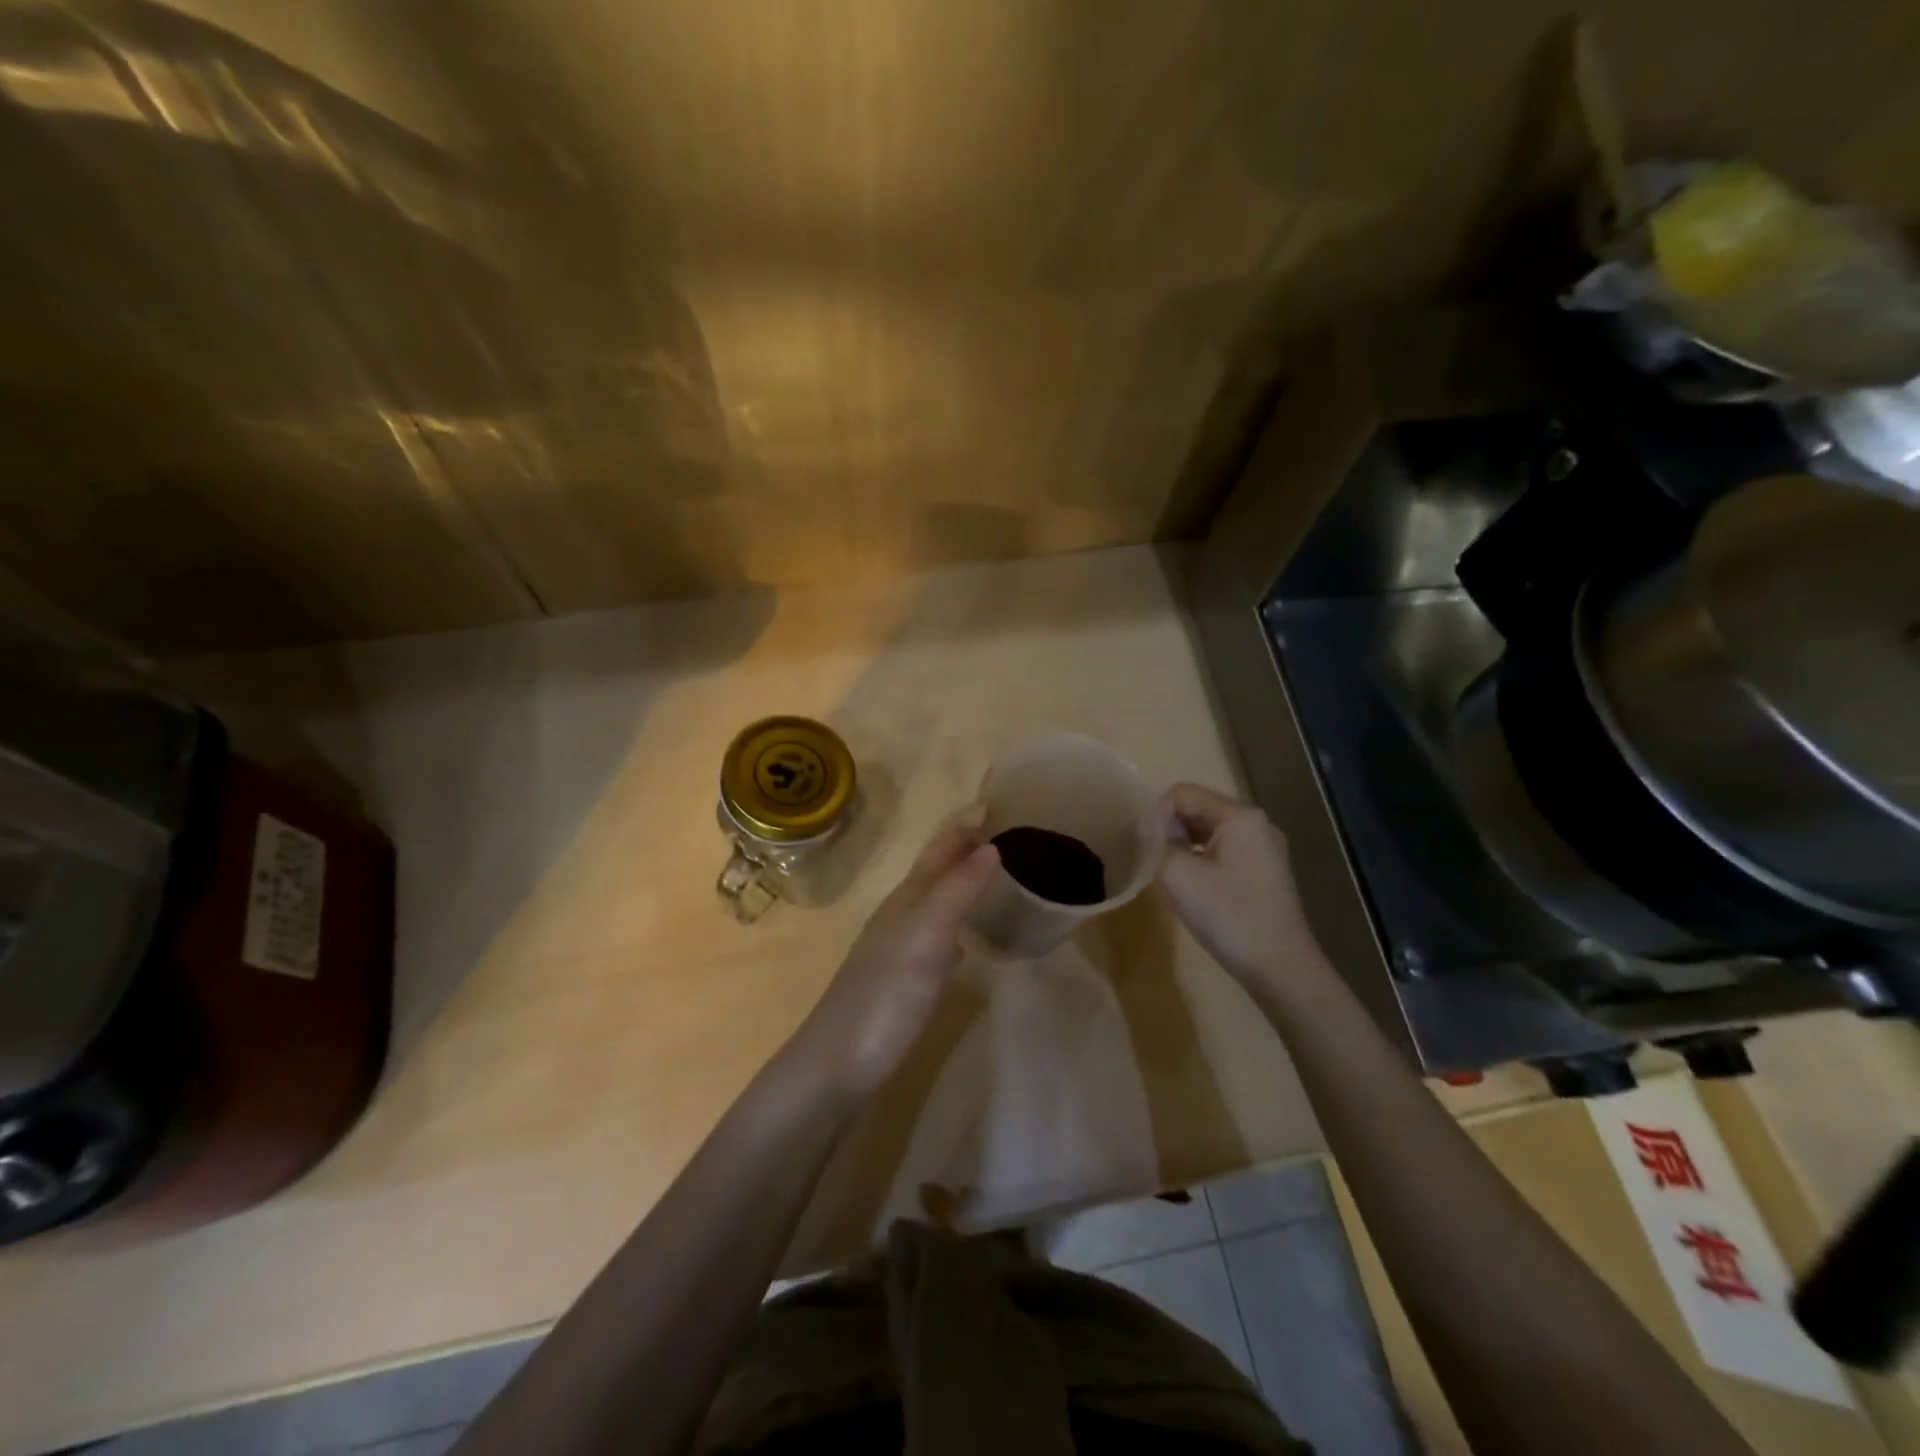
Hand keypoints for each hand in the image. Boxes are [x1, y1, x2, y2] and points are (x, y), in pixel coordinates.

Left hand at [788, 815, 999, 1101]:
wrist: (836, 1065)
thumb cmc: (885, 997)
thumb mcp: (926, 937)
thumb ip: (957, 891)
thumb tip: (991, 846)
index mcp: (907, 898)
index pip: (939, 850)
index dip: (963, 827)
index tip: (992, 803)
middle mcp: (901, 916)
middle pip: (935, 871)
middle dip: (963, 848)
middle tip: (1000, 832)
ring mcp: (899, 950)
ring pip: (935, 903)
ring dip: (960, 883)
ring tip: (990, 874)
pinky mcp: (902, 983)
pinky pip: (935, 939)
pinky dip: (954, 926)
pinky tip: (963, 941)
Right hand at [1156, 782, 1324, 988]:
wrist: (1280, 968)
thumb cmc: (1228, 915)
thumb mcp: (1178, 874)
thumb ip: (1157, 842)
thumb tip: (1150, 831)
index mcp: (1239, 815)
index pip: (1182, 793)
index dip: (1155, 815)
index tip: (1144, 849)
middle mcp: (1256, 823)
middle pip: (1198, 808)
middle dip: (1169, 829)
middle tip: (1151, 861)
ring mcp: (1264, 849)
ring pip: (1209, 831)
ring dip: (1183, 846)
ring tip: (1168, 874)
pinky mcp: (1265, 872)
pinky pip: (1223, 851)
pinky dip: (1201, 860)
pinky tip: (1192, 887)